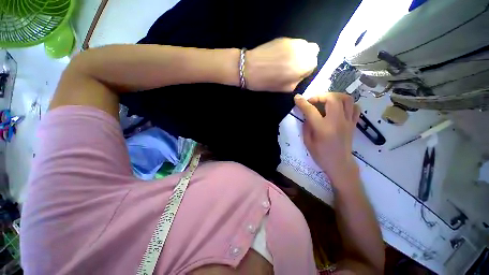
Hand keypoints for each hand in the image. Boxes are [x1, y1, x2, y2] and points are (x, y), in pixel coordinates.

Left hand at [245, 38, 318, 91]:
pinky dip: (292, 46)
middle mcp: (301, 51)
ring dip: (301, 49)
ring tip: (289, 56)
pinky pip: (294, 41)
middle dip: (307, 56)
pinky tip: (281, 52)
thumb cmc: (268, 81)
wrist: (249, 67)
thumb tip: (304, 71)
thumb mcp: (288, 87)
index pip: (314, 62)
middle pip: (313, 50)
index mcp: (304, 65)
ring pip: (304, 44)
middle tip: (296, 62)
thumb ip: (300, 78)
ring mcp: (292, 42)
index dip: (307, 67)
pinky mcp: (283, 38)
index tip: (299, 70)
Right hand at [294, 92, 360, 182]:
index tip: (297, 98)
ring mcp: (347, 122)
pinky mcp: (353, 124)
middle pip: (332, 98)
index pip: (311, 110)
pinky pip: (355, 108)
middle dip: (321, 96)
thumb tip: (307, 114)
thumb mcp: (308, 144)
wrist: (340, 165)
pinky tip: (342, 108)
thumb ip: (306, 127)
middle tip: (315, 101)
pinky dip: (349, 105)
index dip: (302, 102)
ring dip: (337, 96)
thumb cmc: (323, 156)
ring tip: (330, 100)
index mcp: (323, 128)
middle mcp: (337, 122)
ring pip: (347, 99)